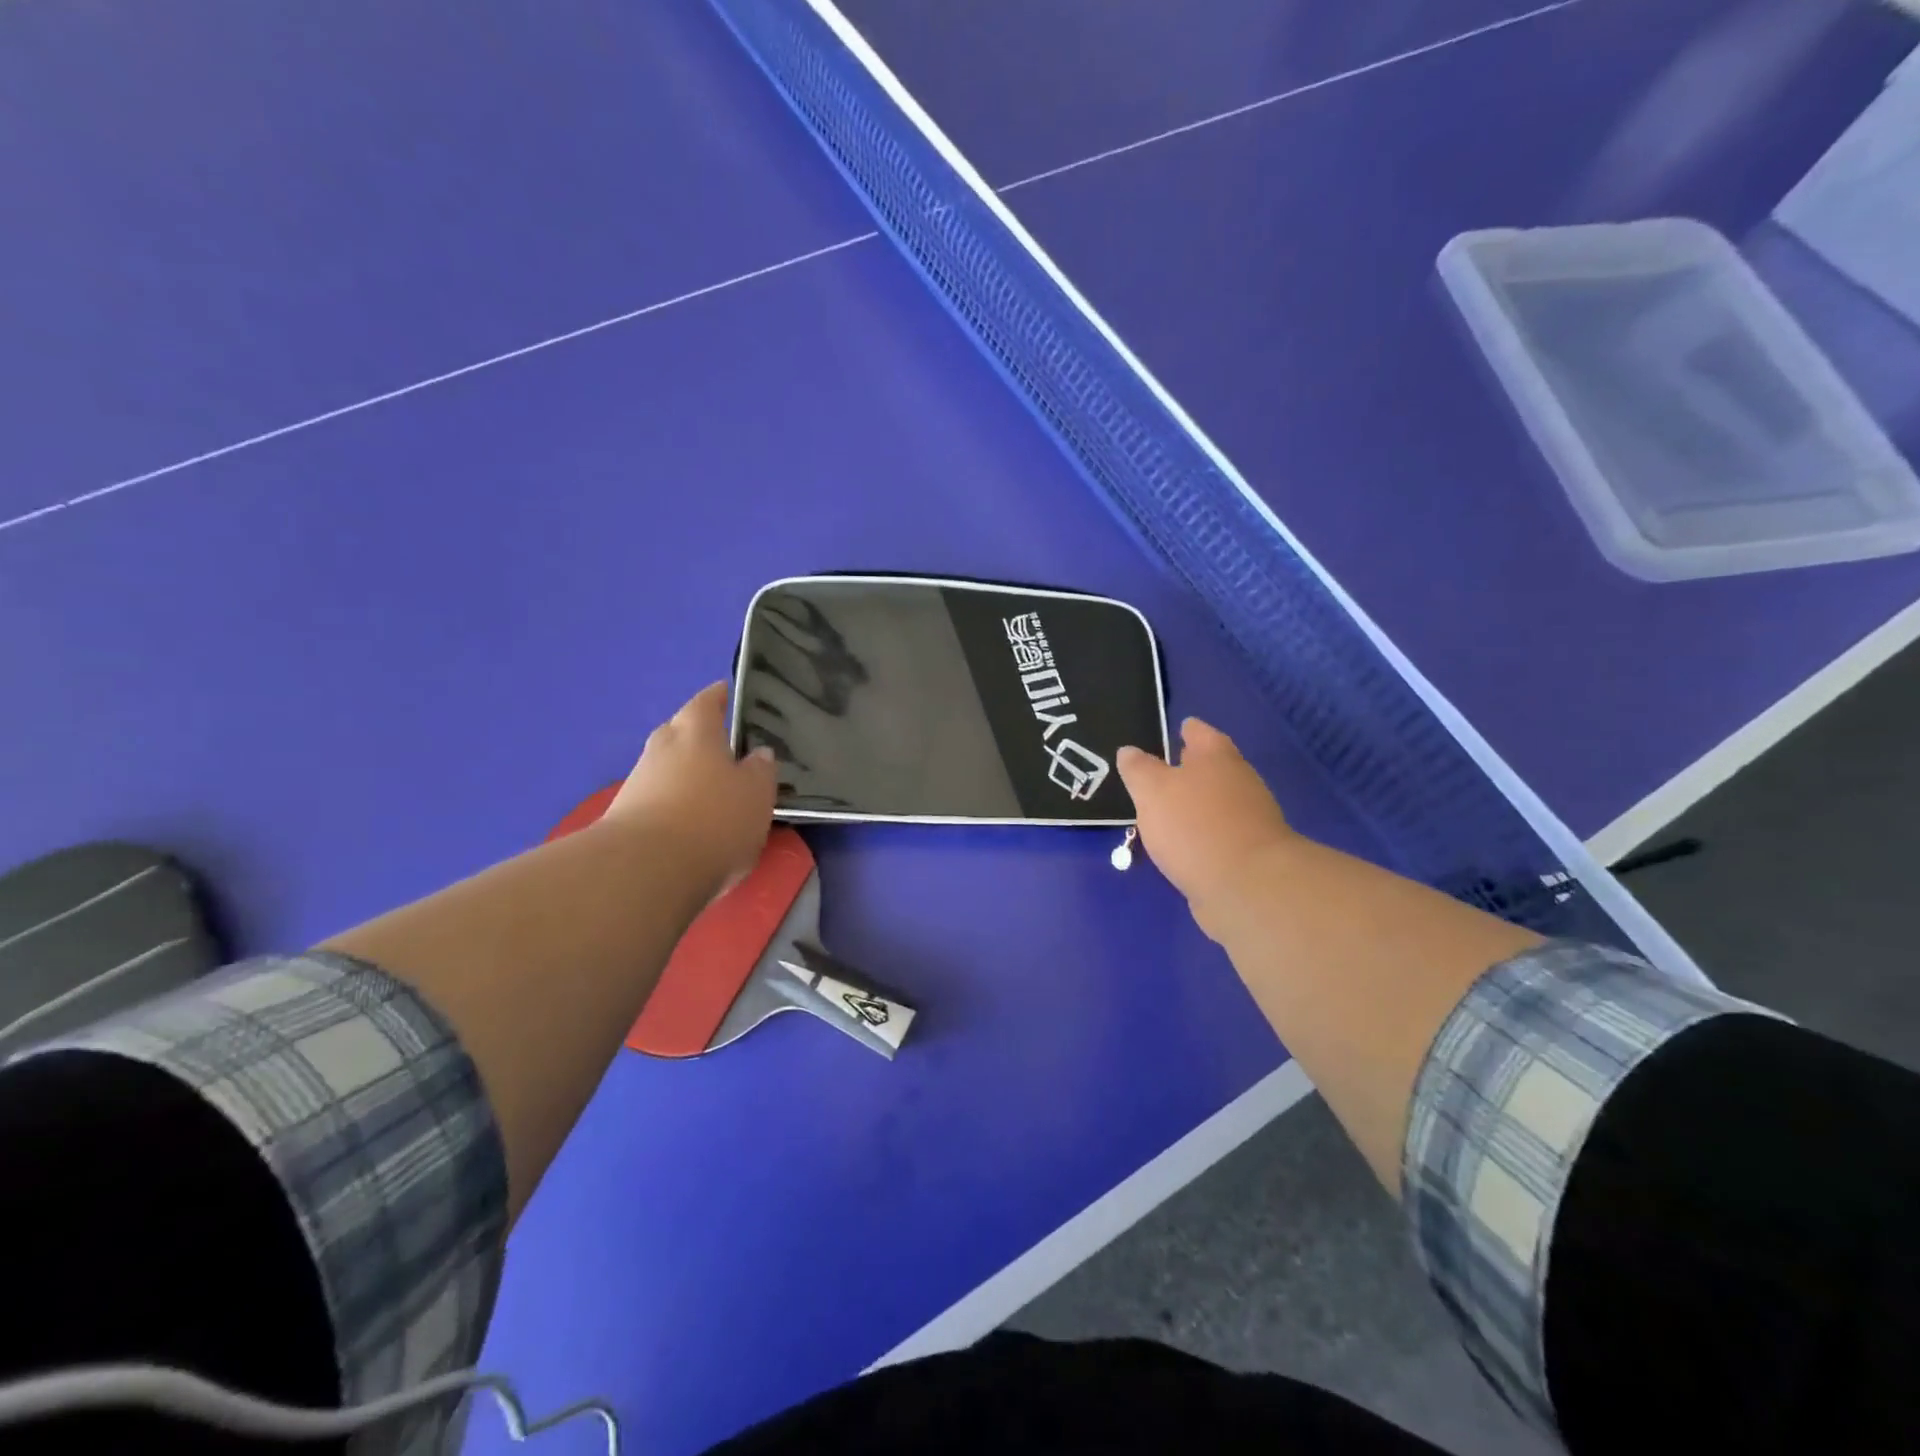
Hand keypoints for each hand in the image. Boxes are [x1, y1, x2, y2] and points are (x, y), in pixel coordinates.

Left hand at [606, 682, 777, 894]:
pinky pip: (658, 801)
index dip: (720, 696)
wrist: (644, 872)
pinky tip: (693, 827)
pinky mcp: (625, 819)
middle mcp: (661, 748)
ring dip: (688, 776)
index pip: (707, 701)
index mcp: (695, 731)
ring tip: (715, 794)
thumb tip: (758, 754)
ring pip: (668, 769)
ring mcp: (638, 784)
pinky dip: (675, 806)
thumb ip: (761, 770)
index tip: (730, 693)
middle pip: (681, 732)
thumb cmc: (713, 819)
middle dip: (701, 737)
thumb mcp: (757, 793)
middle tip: (728, 749)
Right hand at [1117, 718, 1295, 936]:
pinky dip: (1202, 834)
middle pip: (1213, 767)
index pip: (1200, 733)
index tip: (1177, 728)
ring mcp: (1249, 820)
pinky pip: (1219, 834)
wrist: (1247, 887)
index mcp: (1217, 757)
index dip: (1187, 729)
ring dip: (1195, 804)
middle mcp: (1239, 782)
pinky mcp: (1249, 854)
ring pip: (1216, 802)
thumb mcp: (1152, 791)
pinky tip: (1183, 844)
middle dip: (1191, 768)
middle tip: (1163, 769)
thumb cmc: (1194, 825)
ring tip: (1165, 810)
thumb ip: (1138, 769)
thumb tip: (1129, 751)